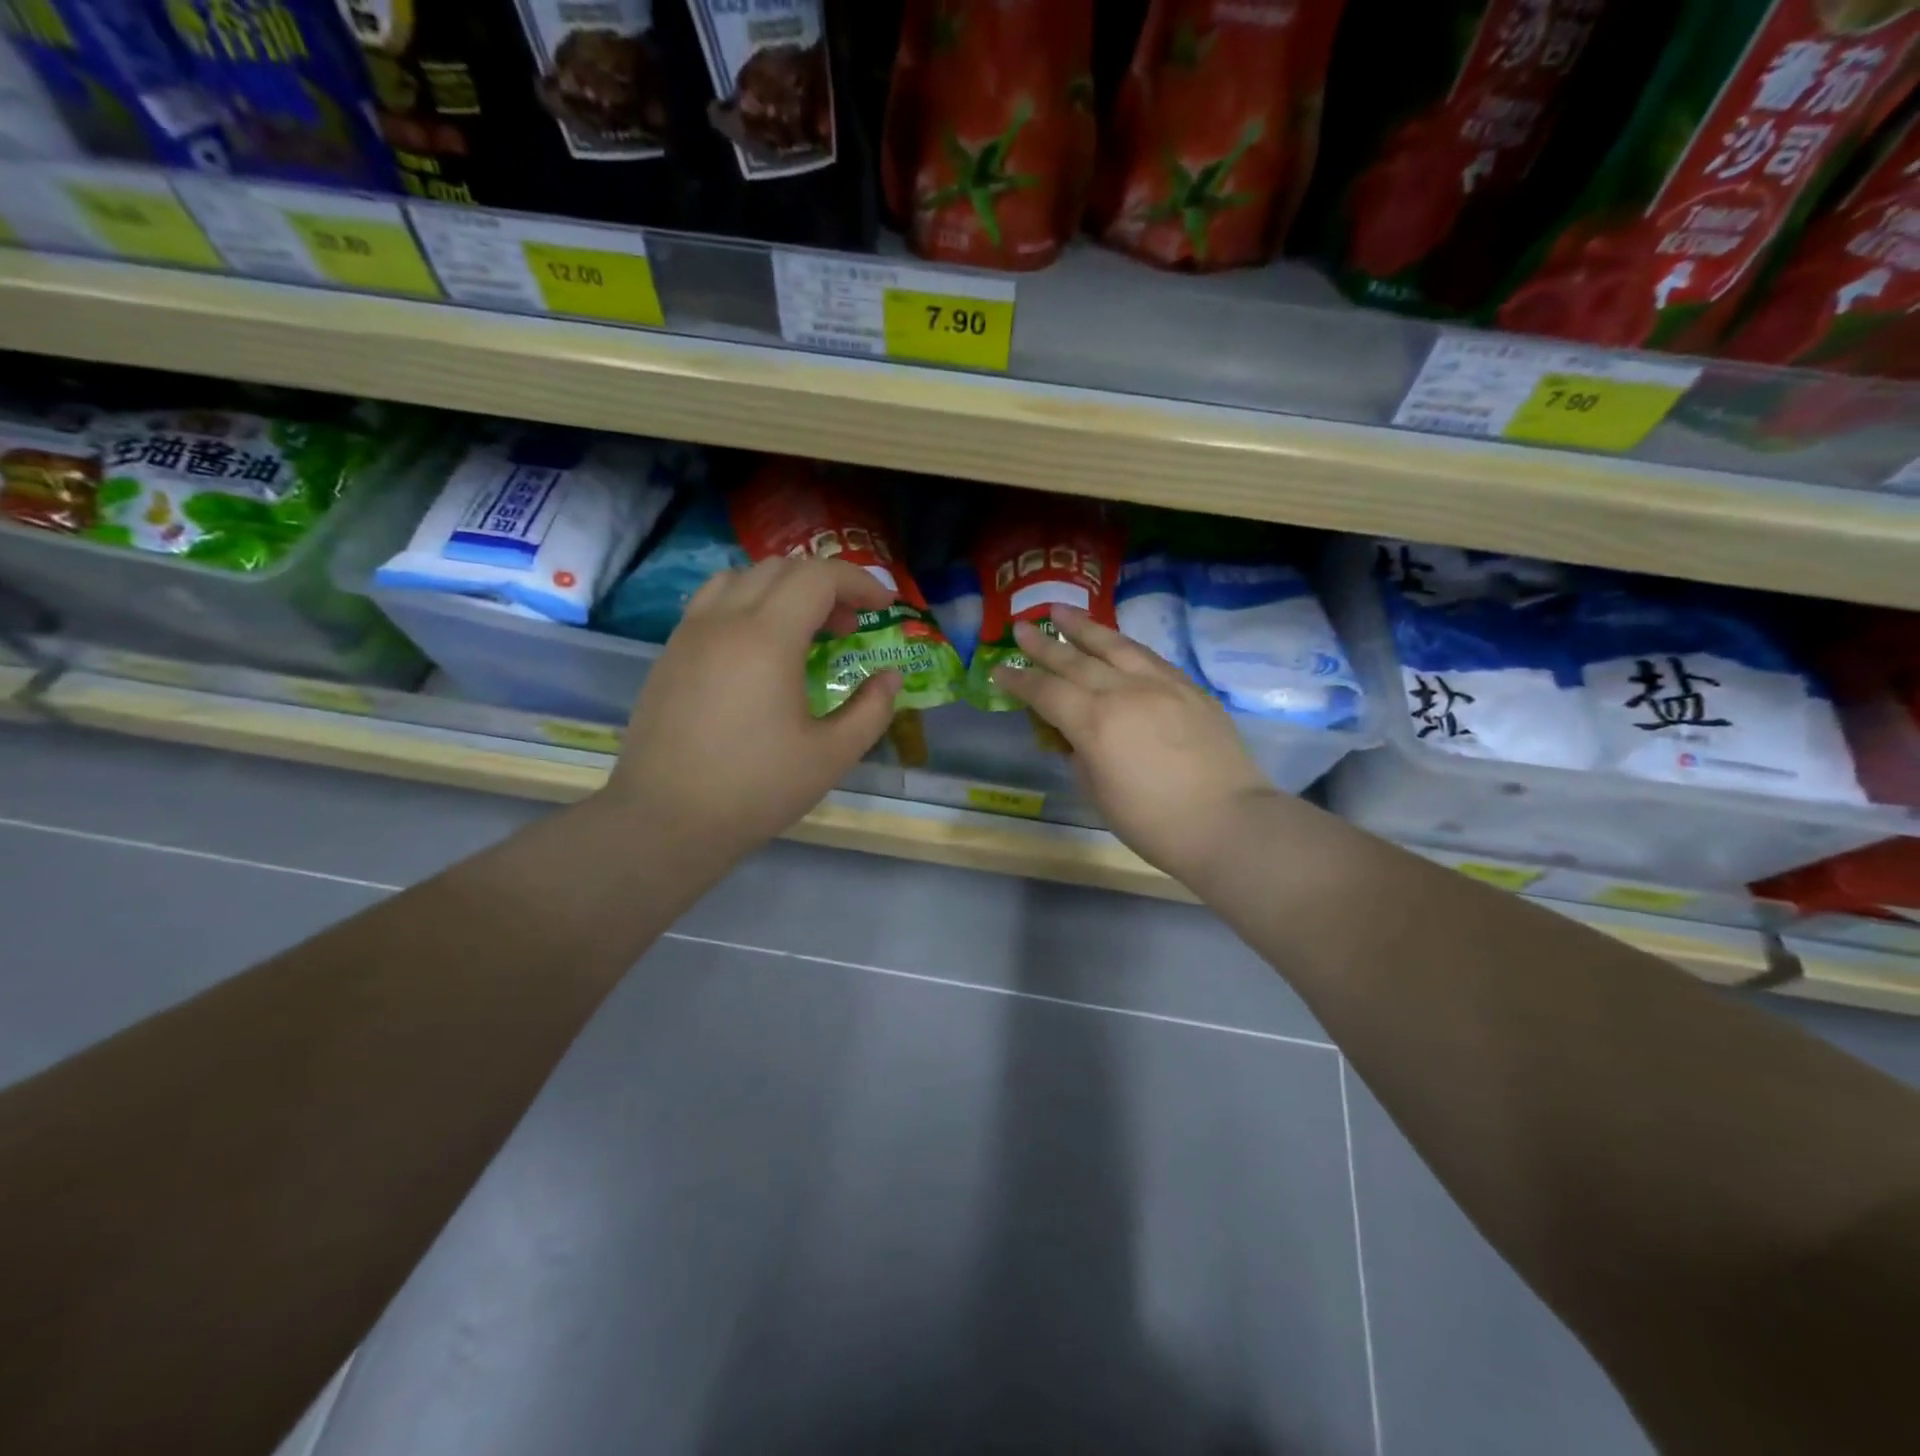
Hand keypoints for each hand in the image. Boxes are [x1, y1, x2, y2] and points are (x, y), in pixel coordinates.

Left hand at [606, 556, 901, 867]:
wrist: (666, 820)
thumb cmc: (756, 789)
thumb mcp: (832, 756)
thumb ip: (871, 709)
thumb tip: (890, 677)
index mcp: (768, 638)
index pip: (819, 577)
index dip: (860, 582)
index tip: (885, 606)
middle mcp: (725, 621)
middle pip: (781, 569)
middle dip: (826, 585)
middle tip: (849, 625)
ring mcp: (690, 634)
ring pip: (741, 578)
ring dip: (783, 588)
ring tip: (803, 629)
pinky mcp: (670, 653)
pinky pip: (712, 602)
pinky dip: (747, 603)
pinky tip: (758, 649)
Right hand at [990, 606, 1278, 883]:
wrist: (1228, 823)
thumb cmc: (1153, 822)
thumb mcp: (1099, 794)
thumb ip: (1080, 756)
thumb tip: (1074, 735)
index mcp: (1094, 722)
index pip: (1046, 693)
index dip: (1019, 681)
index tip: (999, 670)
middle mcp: (1124, 692)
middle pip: (1075, 660)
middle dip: (1044, 645)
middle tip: (1020, 627)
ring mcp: (1161, 685)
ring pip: (1115, 646)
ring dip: (1084, 628)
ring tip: (1061, 611)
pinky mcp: (1189, 688)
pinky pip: (1148, 657)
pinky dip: (1123, 645)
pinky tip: (1115, 642)